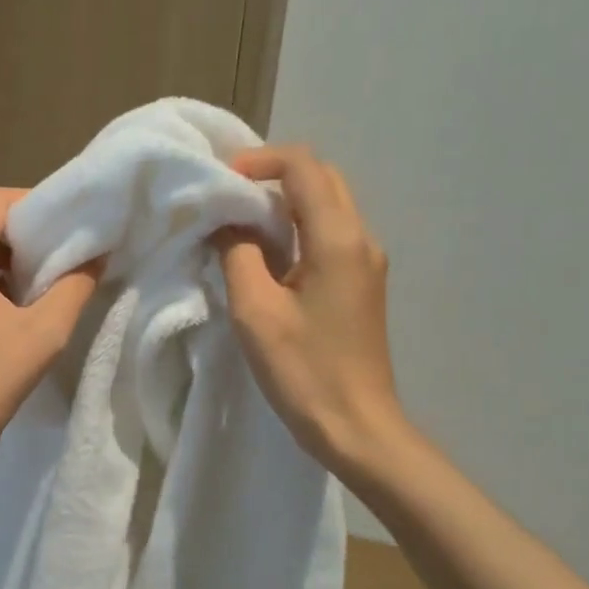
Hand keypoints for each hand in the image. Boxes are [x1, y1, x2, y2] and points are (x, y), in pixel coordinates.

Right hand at [217, 146, 406, 476]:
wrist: (357, 427)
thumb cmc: (304, 371)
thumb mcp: (256, 311)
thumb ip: (238, 254)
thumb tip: (228, 222)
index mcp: (338, 239)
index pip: (303, 167)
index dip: (260, 161)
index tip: (222, 182)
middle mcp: (361, 239)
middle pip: (321, 179)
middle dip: (273, 177)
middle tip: (228, 198)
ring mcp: (366, 262)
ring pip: (327, 207)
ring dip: (284, 204)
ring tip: (239, 224)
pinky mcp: (361, 284)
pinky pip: (329, 236)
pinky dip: (296, 230)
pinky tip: (266, 256)